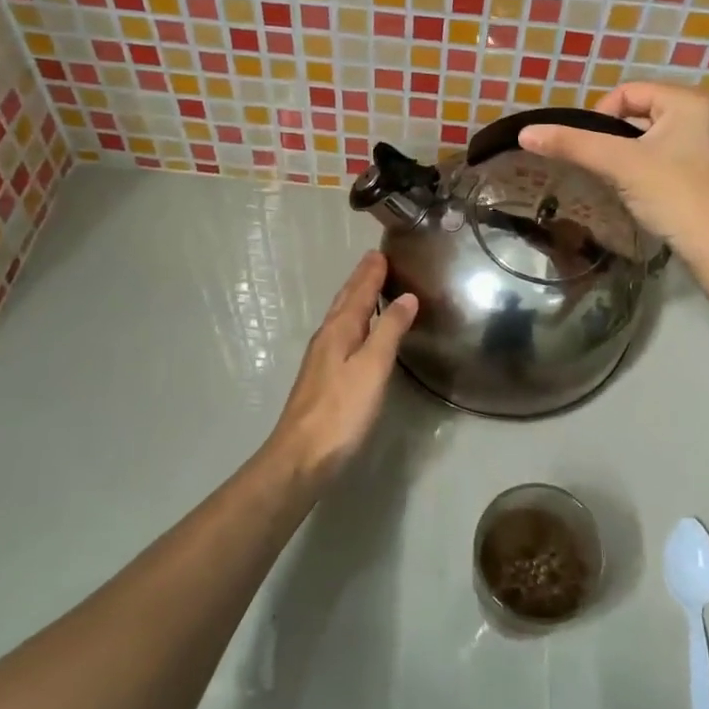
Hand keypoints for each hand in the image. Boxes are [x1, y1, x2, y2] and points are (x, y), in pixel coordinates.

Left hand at [266, 253, 417, 481]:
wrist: (302, 456)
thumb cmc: (342, 410)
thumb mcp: (373, 367)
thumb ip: (390, 331)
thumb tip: (407, 297)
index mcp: (339, 330)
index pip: (358, 292)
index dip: (370, 273)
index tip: (380, 252)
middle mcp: (327, 338)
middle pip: (346, 301)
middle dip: (360, 280)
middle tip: (374, 261)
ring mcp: (321, 359)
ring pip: (341, 317)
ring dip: (355, 299)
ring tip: (368, 287)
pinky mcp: (322, 378)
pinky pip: (341, 334)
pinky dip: (353, 321)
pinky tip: (357, 332)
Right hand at [519, 82, 708, 248]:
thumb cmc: (670, 192)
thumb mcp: (617, 163)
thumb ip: (572, 144)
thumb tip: (525, 133)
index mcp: (685, 100)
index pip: (626, 92)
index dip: (601, 116)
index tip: (594, 148)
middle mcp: (697, 114)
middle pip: (634, 113)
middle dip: (612, 136)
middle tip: (603, 164)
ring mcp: (698, 143)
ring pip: (642, 137)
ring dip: (623, 154)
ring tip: (615, 177)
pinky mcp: (694, 170)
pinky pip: (655, 155)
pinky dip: (638, 167)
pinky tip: (632, 188)